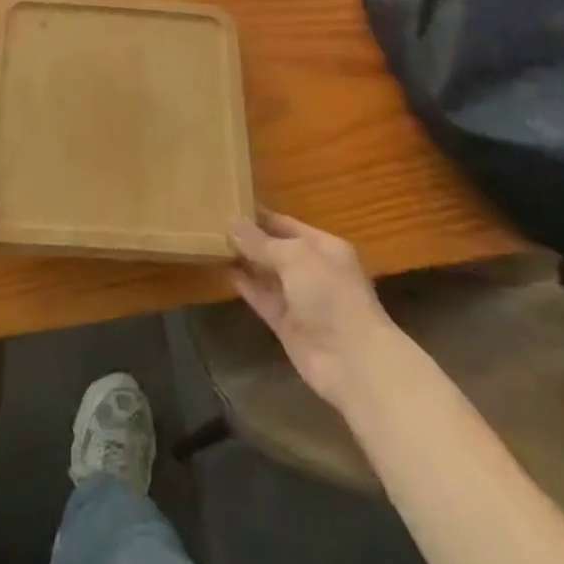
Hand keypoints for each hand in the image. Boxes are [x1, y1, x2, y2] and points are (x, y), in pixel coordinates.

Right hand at [230, 212, 392, 411]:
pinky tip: (222, 270)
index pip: (286, 224)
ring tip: (211, 241)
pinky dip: (244, 285)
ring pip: (266, 273)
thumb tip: (232, 223)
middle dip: (248, 237)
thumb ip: (262, 241)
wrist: (352, 361)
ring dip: (243, 260)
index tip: (230, 202)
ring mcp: (299, 299)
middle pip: (275, 248)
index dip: (260, 214)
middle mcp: (312, 270)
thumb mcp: (296, 257)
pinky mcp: (286, 324)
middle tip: (213, 221)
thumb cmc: (330, 294)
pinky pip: (261, 298)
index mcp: (323, 247)